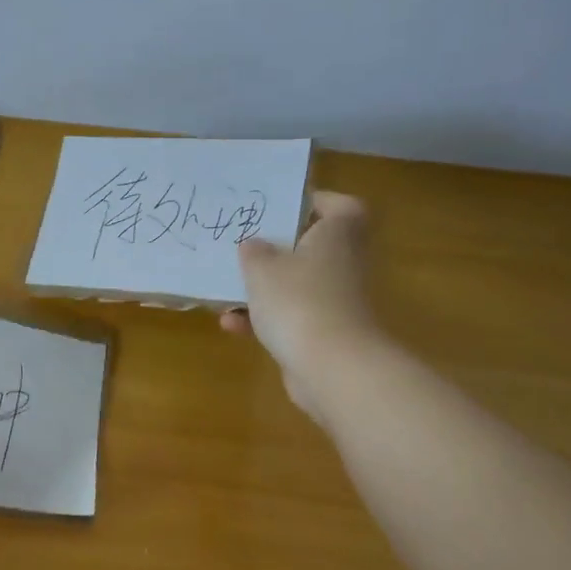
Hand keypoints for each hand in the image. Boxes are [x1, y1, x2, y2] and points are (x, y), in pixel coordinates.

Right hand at [221, 191, 379, 422]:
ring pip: (296, 283)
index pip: (337, 205)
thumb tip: (253, 245)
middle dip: (275, 249)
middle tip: (244, 245)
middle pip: (311, 246)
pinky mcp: (324, 332)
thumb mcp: (262, 268)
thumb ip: (253, 252)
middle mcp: (343, 262)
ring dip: (262, 288)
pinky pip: (290, 316)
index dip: (311, 202)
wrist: (330, 367)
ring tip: (227, 290)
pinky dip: (263, 319)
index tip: (278, 207)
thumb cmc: (298, 301)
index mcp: (337, 234)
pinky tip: (231, 325)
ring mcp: (336, 300)